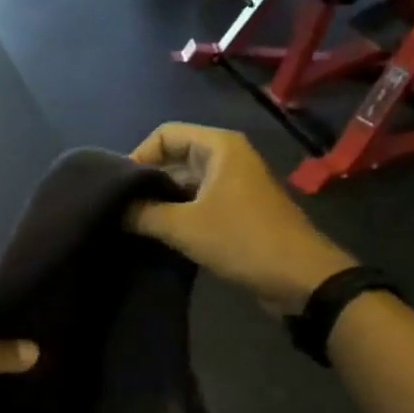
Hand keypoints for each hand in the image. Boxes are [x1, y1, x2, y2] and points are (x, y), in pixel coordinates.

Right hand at [127, 124, 355, 312]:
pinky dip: (178, 216)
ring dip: (161, 202)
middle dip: (147, 182)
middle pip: (175, 157)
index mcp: (219, 146)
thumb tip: (113, 209)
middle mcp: (227, 158)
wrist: (299, 278)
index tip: (118, 189)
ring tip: (133, 225)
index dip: (138, 157)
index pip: (165, 134)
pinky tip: (158, 237)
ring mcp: (234, 185)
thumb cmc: (241, 240)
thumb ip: (143, 214)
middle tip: (119, 210)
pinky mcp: (238, 211)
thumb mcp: (184, 227)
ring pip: (186, 184)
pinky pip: (199, 204)